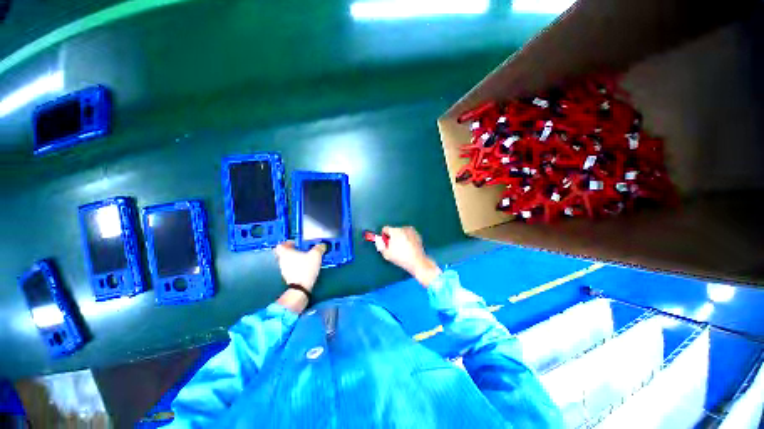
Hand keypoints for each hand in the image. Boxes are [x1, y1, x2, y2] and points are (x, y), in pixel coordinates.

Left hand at [274, 241, 326, 290]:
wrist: (301, 288)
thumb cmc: (305, 268)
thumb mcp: (316, 255)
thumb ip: (319, 248)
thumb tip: (321, 245)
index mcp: (286, 252)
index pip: (281, 245)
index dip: (287, 243)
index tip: (295, 243)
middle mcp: (282, 260)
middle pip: (284, 253)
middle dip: (293, 251)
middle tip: (302, 250)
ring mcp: (284, 270)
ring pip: (288, 261)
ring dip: (295, 259)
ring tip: (306, 259)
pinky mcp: (288, 277)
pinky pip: (291, 268)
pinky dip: (297, 267)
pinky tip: (306, 267)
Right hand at [375, 226, 441, 286]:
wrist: (417, 261)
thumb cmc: (401, 257)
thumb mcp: (386, 254)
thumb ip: (380, 246)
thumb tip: (378, 241)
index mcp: (395, 231)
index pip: (385, 229)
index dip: (384, 236)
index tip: (386, 243)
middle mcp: (403, 228)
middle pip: (394, 230)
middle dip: (393, 237)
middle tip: (394, 247)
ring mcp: (411, 230)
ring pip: (402, 232)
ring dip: (400, 237)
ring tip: (402, 248)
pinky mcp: (417, 234)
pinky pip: (408, 235)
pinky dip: (407, 238)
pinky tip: (409, 247)